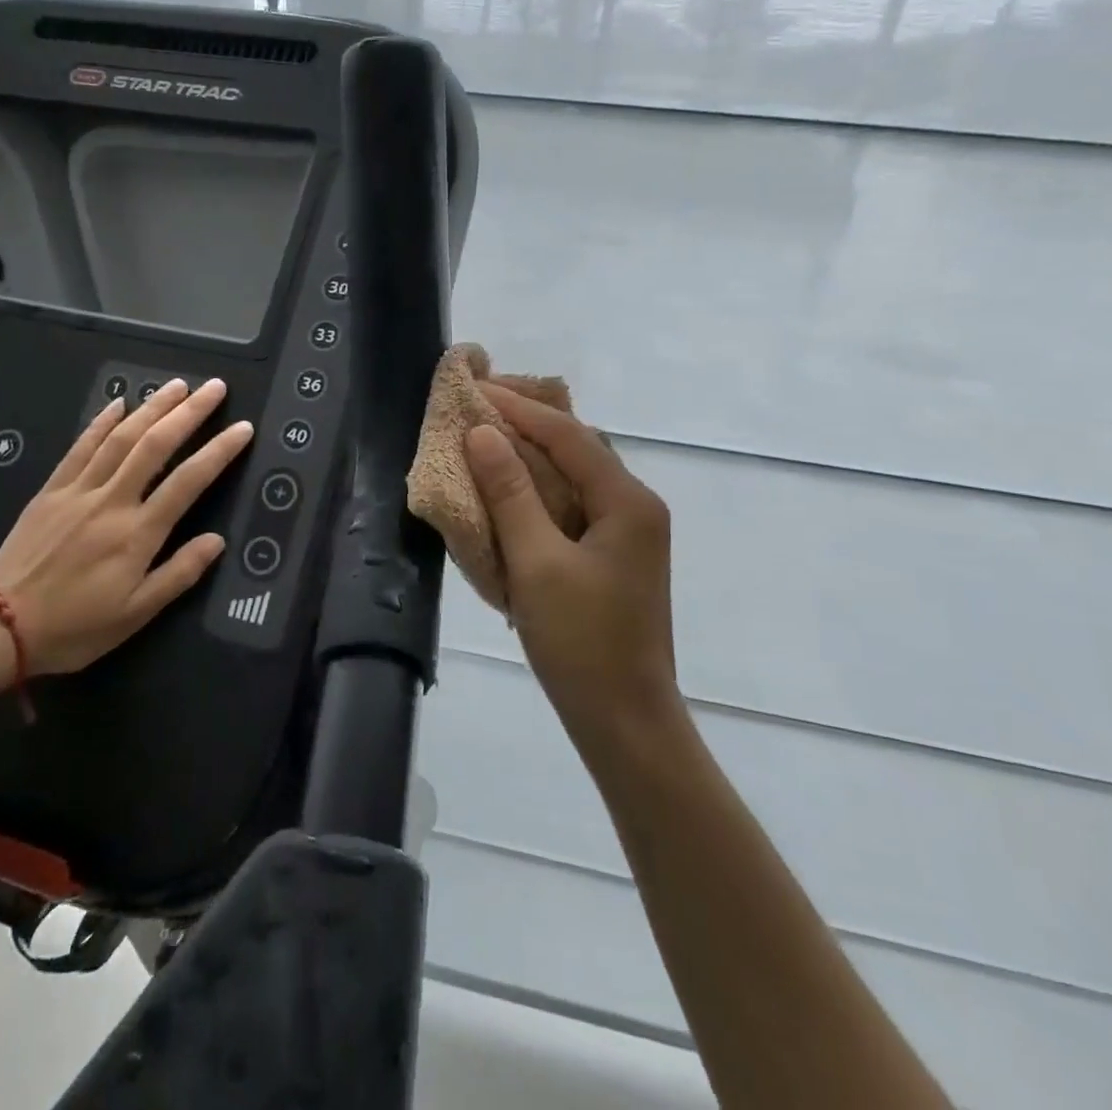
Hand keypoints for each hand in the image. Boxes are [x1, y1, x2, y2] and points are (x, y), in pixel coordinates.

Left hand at [0, 378, 253, 674]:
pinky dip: (102, 422)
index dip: (219, 451)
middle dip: (189, 412)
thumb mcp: (136, 614)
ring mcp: (78, 491)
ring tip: (178, 385)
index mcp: (137, 534)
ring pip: (121, 438)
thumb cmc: (75, 627)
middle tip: (215, 387)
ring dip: (152, 407)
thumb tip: (216, 541)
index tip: (243, 428)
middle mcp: (112, 502)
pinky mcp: (51, 491)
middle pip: (156, 445)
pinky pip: (80, 447)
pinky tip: (119, 403)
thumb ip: (179, 574)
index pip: (188, 481)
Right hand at [464, 384, 679, 741]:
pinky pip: (574, 504)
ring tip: (488, 438)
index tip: (476, 389)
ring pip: (576, 476)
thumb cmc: (581, 643)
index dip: (520, 409)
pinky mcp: (614, 557)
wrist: (625, 721)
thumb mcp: (536, 563)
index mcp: (627, 501)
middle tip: (479, 407)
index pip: (568, 435)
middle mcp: (635, 506)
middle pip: (578, 448)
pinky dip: (540, 490)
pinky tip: (511, 490)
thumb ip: (509, 493)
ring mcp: (629, 533)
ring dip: (533, 456)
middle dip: (528, 423)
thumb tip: (482, 433)